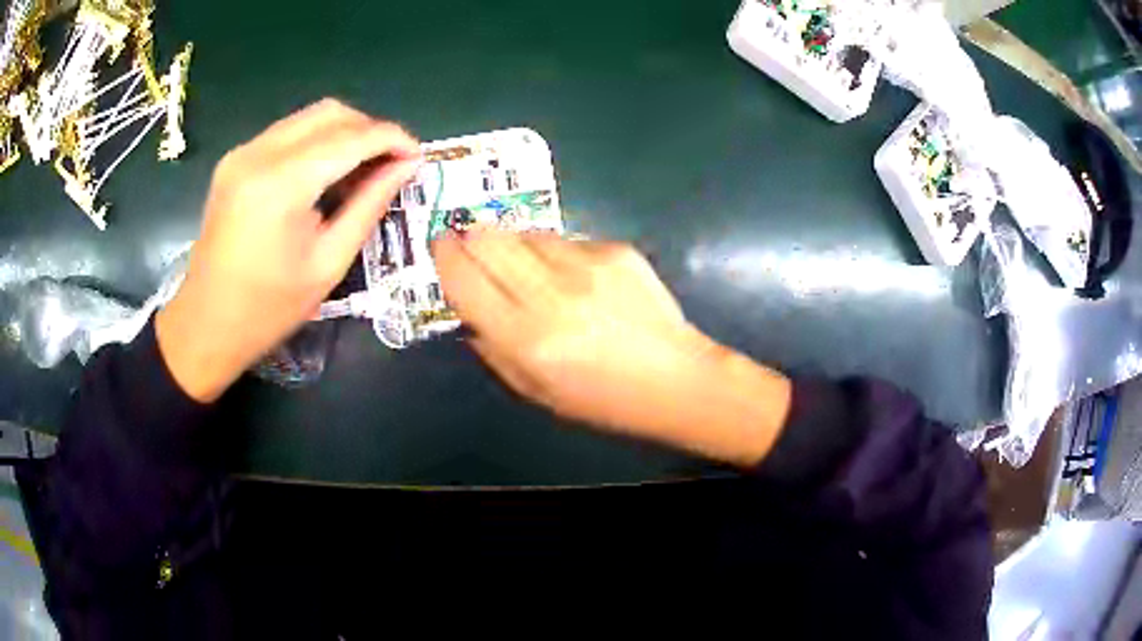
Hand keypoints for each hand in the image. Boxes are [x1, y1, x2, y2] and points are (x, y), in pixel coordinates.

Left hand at [157, 99, 420, 401]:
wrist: (206, 323)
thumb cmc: (269, 308)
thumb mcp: (328, 263)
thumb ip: (369, 205)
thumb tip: (406, 166)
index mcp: (281, 185)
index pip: (351, 138)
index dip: (392, 139)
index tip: (417, 156)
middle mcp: (259, 154)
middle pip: (331, 113)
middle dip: (370, 129)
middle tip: (390, 162)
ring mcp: (243, 153)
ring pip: (309, 117)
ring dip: (344, 133)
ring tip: (361, 168)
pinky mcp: (235, 159)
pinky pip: (288, 132)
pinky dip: (316, 142)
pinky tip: (324, 173)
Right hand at [433, 231, 792, 465]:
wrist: (675, 379)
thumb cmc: (602, 399)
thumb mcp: (534, 390)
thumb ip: (491, 347)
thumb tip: (468, 306)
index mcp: (526, 338)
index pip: (463, 276)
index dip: (444, 255)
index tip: (440, 246)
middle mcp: (551, 293)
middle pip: (487, 238)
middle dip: (470, 236)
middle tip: (471, 246)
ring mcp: (587, 265)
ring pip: (525, 233)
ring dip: (514, 246)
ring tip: (531, 271)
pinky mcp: (615, 249)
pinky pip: (566, 239)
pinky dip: (556, 253)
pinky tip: (577, 279)